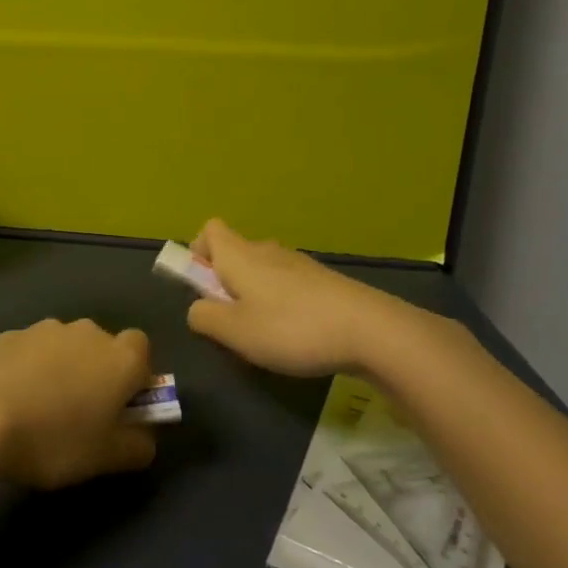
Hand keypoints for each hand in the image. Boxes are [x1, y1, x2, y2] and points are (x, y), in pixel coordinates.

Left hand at [0, 319, 157, 488]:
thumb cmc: (52, 438)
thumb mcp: (106, 458)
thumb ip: (137, 445)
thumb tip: (144, 435)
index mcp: (119, 358)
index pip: (142, 350)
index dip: (136, 378)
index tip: (122, 409)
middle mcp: (86, 333)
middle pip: (102, 347)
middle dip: (97, 374)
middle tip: (81, 416)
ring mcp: (44, 329)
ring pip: (65, 348)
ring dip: (61, 371)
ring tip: (39, 412)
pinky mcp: (8, 334)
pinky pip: (30, 352)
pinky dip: (28, 371)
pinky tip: (10, 403)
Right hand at [185, 218, 448, 380]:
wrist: (370, 331)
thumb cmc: (290, 328)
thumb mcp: (234, 332)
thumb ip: (204, 317)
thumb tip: (197, 308)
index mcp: (239, 255)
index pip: (210, 229)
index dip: (199, 252)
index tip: (203, 286)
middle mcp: (267, 251)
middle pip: (235, 253)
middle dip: (226, 283)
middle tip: (232, 322)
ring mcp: (299, 264)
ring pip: (263, 272)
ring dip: (255, 297)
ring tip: (266, 337)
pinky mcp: (324, 282)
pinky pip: (288, 286)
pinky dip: (283, 305)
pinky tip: (297, 337)